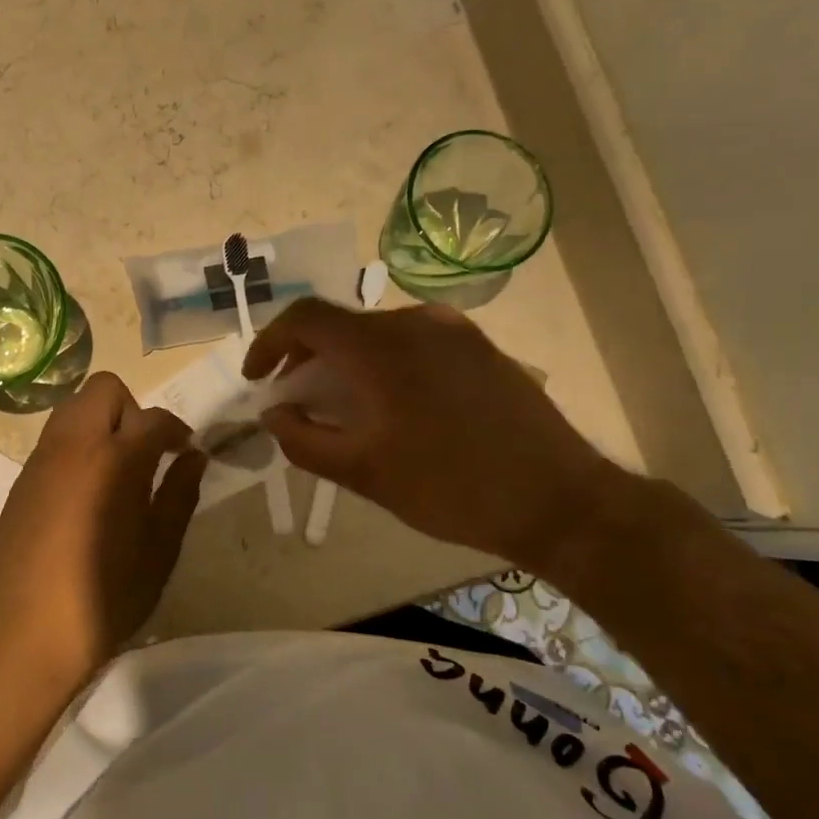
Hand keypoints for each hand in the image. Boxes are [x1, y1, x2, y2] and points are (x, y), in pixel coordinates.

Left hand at [0, 373, 206, 687]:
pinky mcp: (21, 480)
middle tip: (145, 454)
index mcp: (115, 458)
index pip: (154, 417)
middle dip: (132, 410)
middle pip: (104, 390)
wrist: (27, 631)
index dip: (176, 429)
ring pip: (73, 409)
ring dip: (100, 424)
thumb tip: (194, 456)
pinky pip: (54, 439)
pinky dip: (76, 447)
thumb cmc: (106, 595)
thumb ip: (179, 493)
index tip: (184, 452)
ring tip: (115, 471)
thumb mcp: (160, 549)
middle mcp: (73, 445)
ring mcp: (41, 460)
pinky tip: (85, 494)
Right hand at [242, 298, 628, 575]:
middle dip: (306, 358)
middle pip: (341, 324)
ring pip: (377, 333)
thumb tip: (273, 414)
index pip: (305, 318)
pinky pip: (413, 342)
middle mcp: (417, 322)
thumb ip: (304, 440)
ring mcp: (454, 330)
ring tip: (341, 407)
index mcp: (382, 347)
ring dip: (345, 362)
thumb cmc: (451, 488)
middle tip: (295, 401)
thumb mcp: (364, 473)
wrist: (560, 500)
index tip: (258, 379)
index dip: (269, 343)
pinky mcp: (479, 346)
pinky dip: (382, 364)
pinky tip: (389, 405)